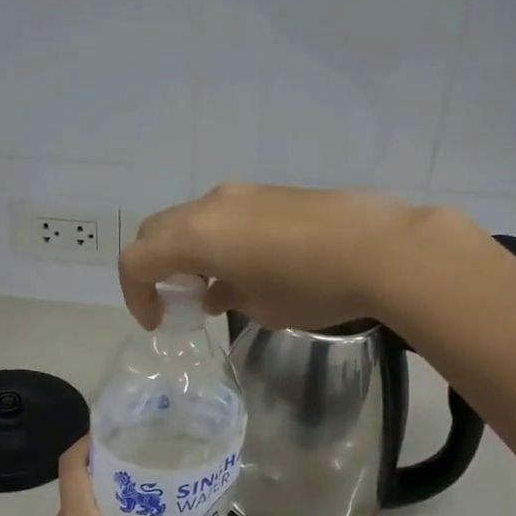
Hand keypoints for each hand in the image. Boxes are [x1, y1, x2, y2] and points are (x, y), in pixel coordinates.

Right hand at [118, 183, 435, 331]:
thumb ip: (226, 297)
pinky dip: (217, 241)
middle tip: (177, 301)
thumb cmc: (311, 286)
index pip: (137, 261)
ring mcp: (242, 195)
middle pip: (157, 232)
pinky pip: (224, 216)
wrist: (379, 247)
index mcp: (196, 236)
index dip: (136, 295)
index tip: (159, 322)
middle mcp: (210, 207)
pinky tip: (250, 268)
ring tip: (216, 288)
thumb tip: (216, 290)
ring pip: (191, 220)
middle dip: (155, 268)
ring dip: (187, 252)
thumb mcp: (261, 307)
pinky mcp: (270, 193)